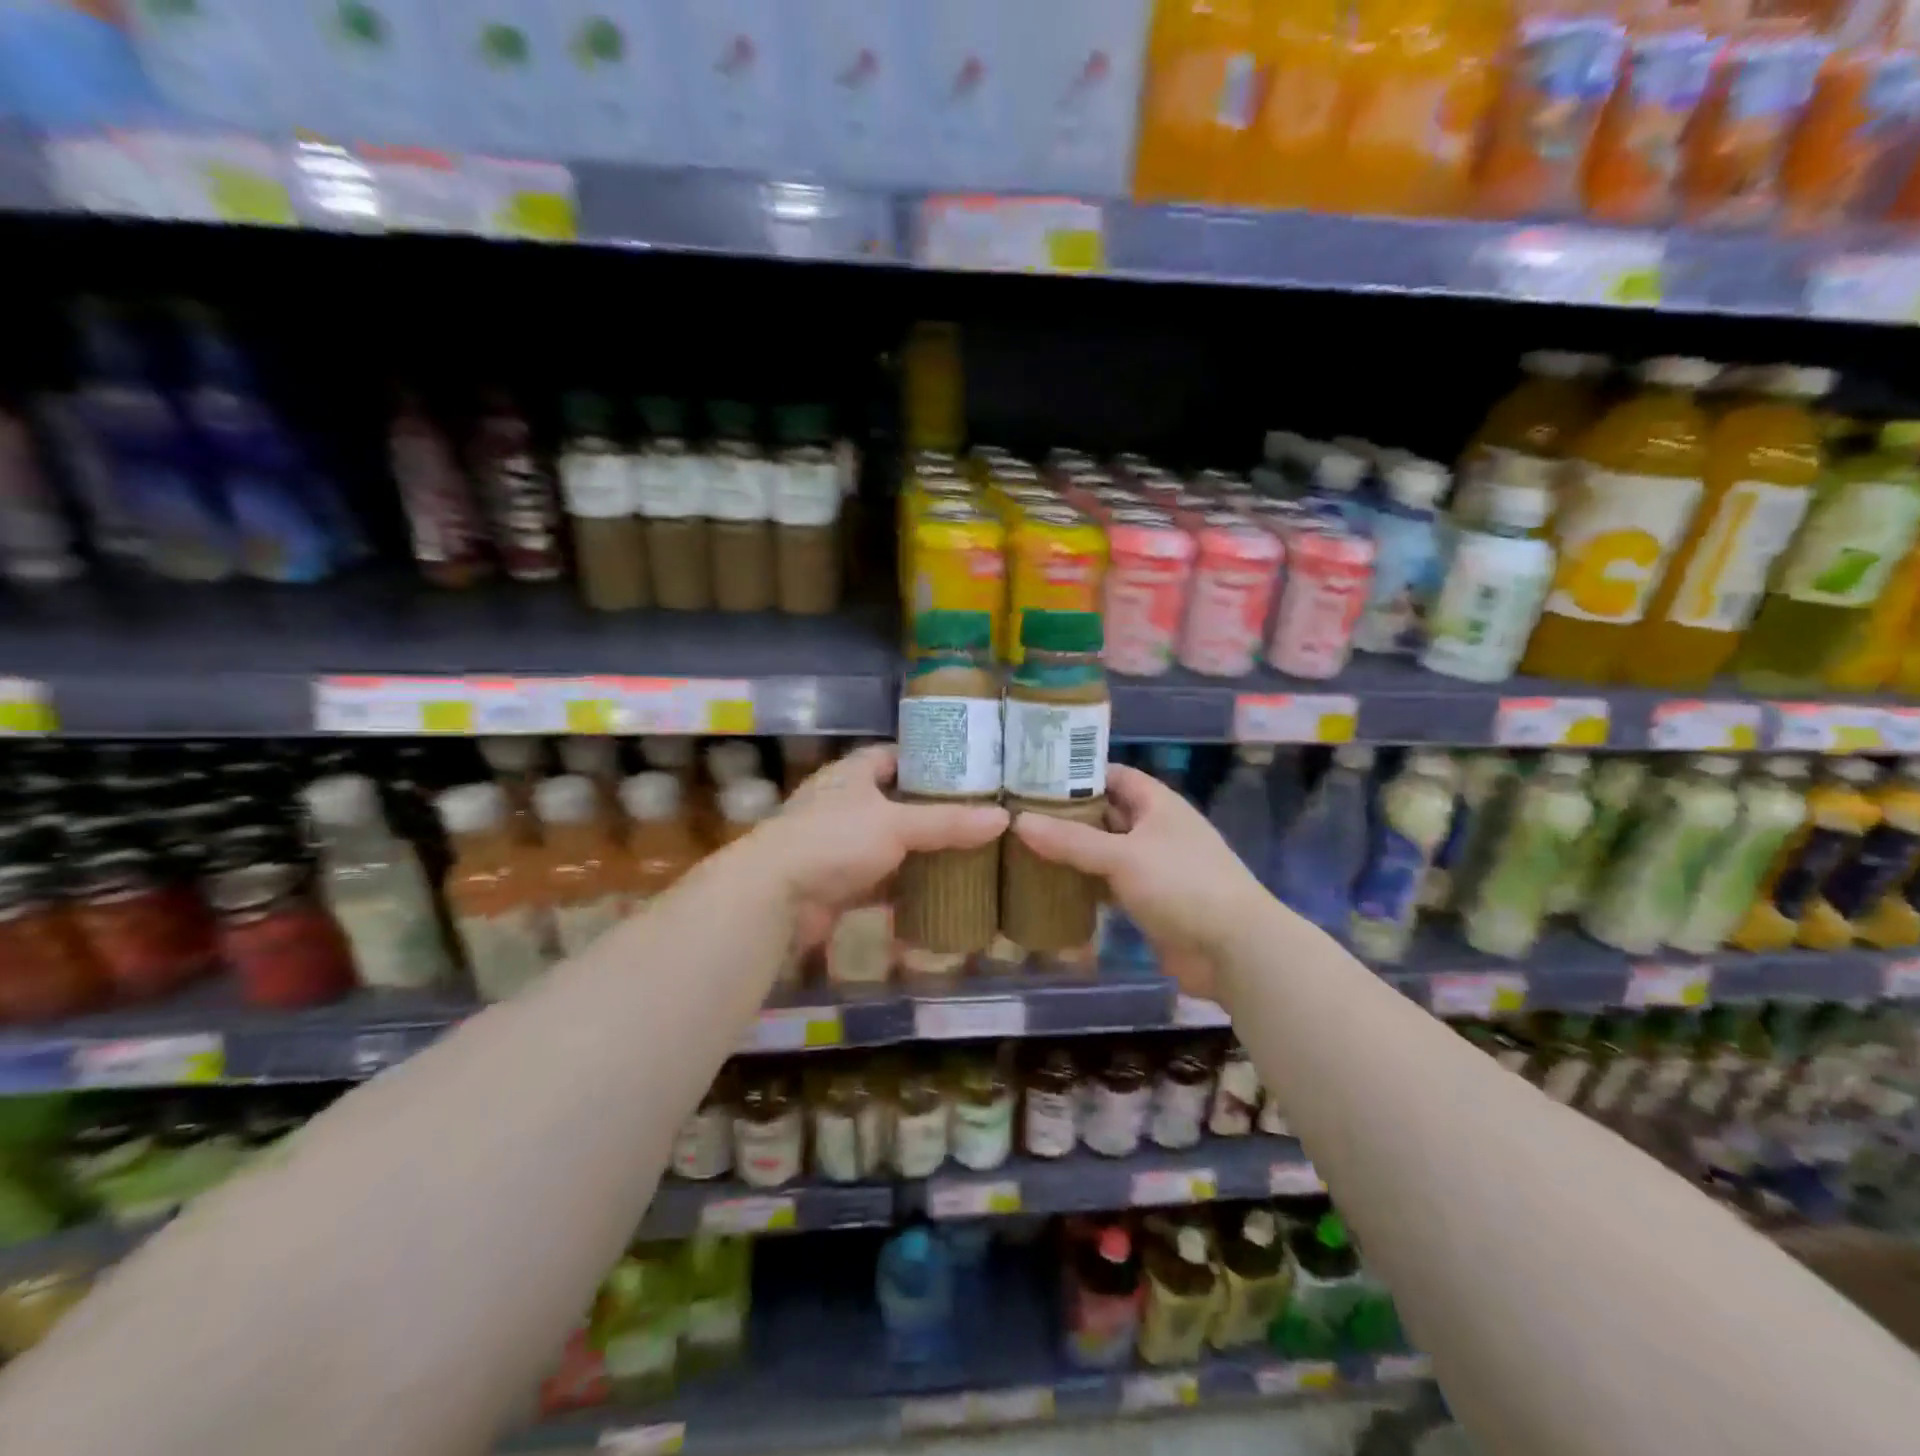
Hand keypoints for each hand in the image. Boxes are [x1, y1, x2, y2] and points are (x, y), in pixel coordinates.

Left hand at [756, 744, 1008, 946]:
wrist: (774, 896)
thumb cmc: (833, 840)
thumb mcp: (897, 824)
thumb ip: (948, 821)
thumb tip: (1003, 818)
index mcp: (851, 775)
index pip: (891, 755)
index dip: (924, 759)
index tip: (963, 769)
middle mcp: (843, 805)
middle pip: (894, 802)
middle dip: (929, 811)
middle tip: (975, 816)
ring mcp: (838, 847)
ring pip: (889, 845)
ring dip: (918, 853)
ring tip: (966, 854)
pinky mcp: (837, 885)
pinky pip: (880, 885)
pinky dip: (904, 891)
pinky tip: (938, 895)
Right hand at [1010, 765, 1267, 998]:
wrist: (1234, 950)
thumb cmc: (1182, 885)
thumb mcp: (1123, 856)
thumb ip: (1071, 840)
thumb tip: (1018, 821)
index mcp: (1157, 804)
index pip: (1112, 774)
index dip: (1076, 772)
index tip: (1033, 777)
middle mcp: (1155, 829)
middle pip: (1105, 813)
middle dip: (1067, 815)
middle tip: (1018, 815)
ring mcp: (1153, 867)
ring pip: (1105, 851)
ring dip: (1073, 852)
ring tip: (1024, 848)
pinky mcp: (1149, 902)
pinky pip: (1109, 885)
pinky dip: (1085, 885)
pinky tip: (1051, 887)